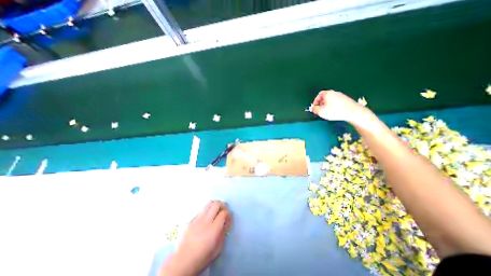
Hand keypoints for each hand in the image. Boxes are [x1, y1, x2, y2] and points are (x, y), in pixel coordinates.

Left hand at [159, 200, 231, 275]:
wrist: (182, 262)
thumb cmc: (202, 258)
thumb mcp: (217, 249)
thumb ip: (223, 233)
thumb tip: (225, 224)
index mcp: (213, 229)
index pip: (223, 213)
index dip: (228, 214)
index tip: (228, 219)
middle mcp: (206, 221)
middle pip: (216, 204)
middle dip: (222, 206)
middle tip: (224, 211)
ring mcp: (198, 219)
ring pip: (208, 204)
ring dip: (214, 205)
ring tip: (216, 211)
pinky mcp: (191, 220)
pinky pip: (202, 210)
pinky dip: (207, 210)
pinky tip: (207, 217)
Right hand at [312, 89, 365, 121]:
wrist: (352, 112)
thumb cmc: (335, 111)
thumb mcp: (321, 112)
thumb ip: (314, 110)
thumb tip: (313, 108)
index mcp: (328, 94)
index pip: (319, 95)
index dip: (315, 101)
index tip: (315, 106)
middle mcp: (334, 93)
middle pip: (325, 97)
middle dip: (321, 103)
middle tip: (320, 110)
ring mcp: (341, 96)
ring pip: (331, 100)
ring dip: (327, 105)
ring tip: (327, 112)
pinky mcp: (346, 100)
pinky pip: (336, 102)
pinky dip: (333, 106)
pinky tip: (334, 112)